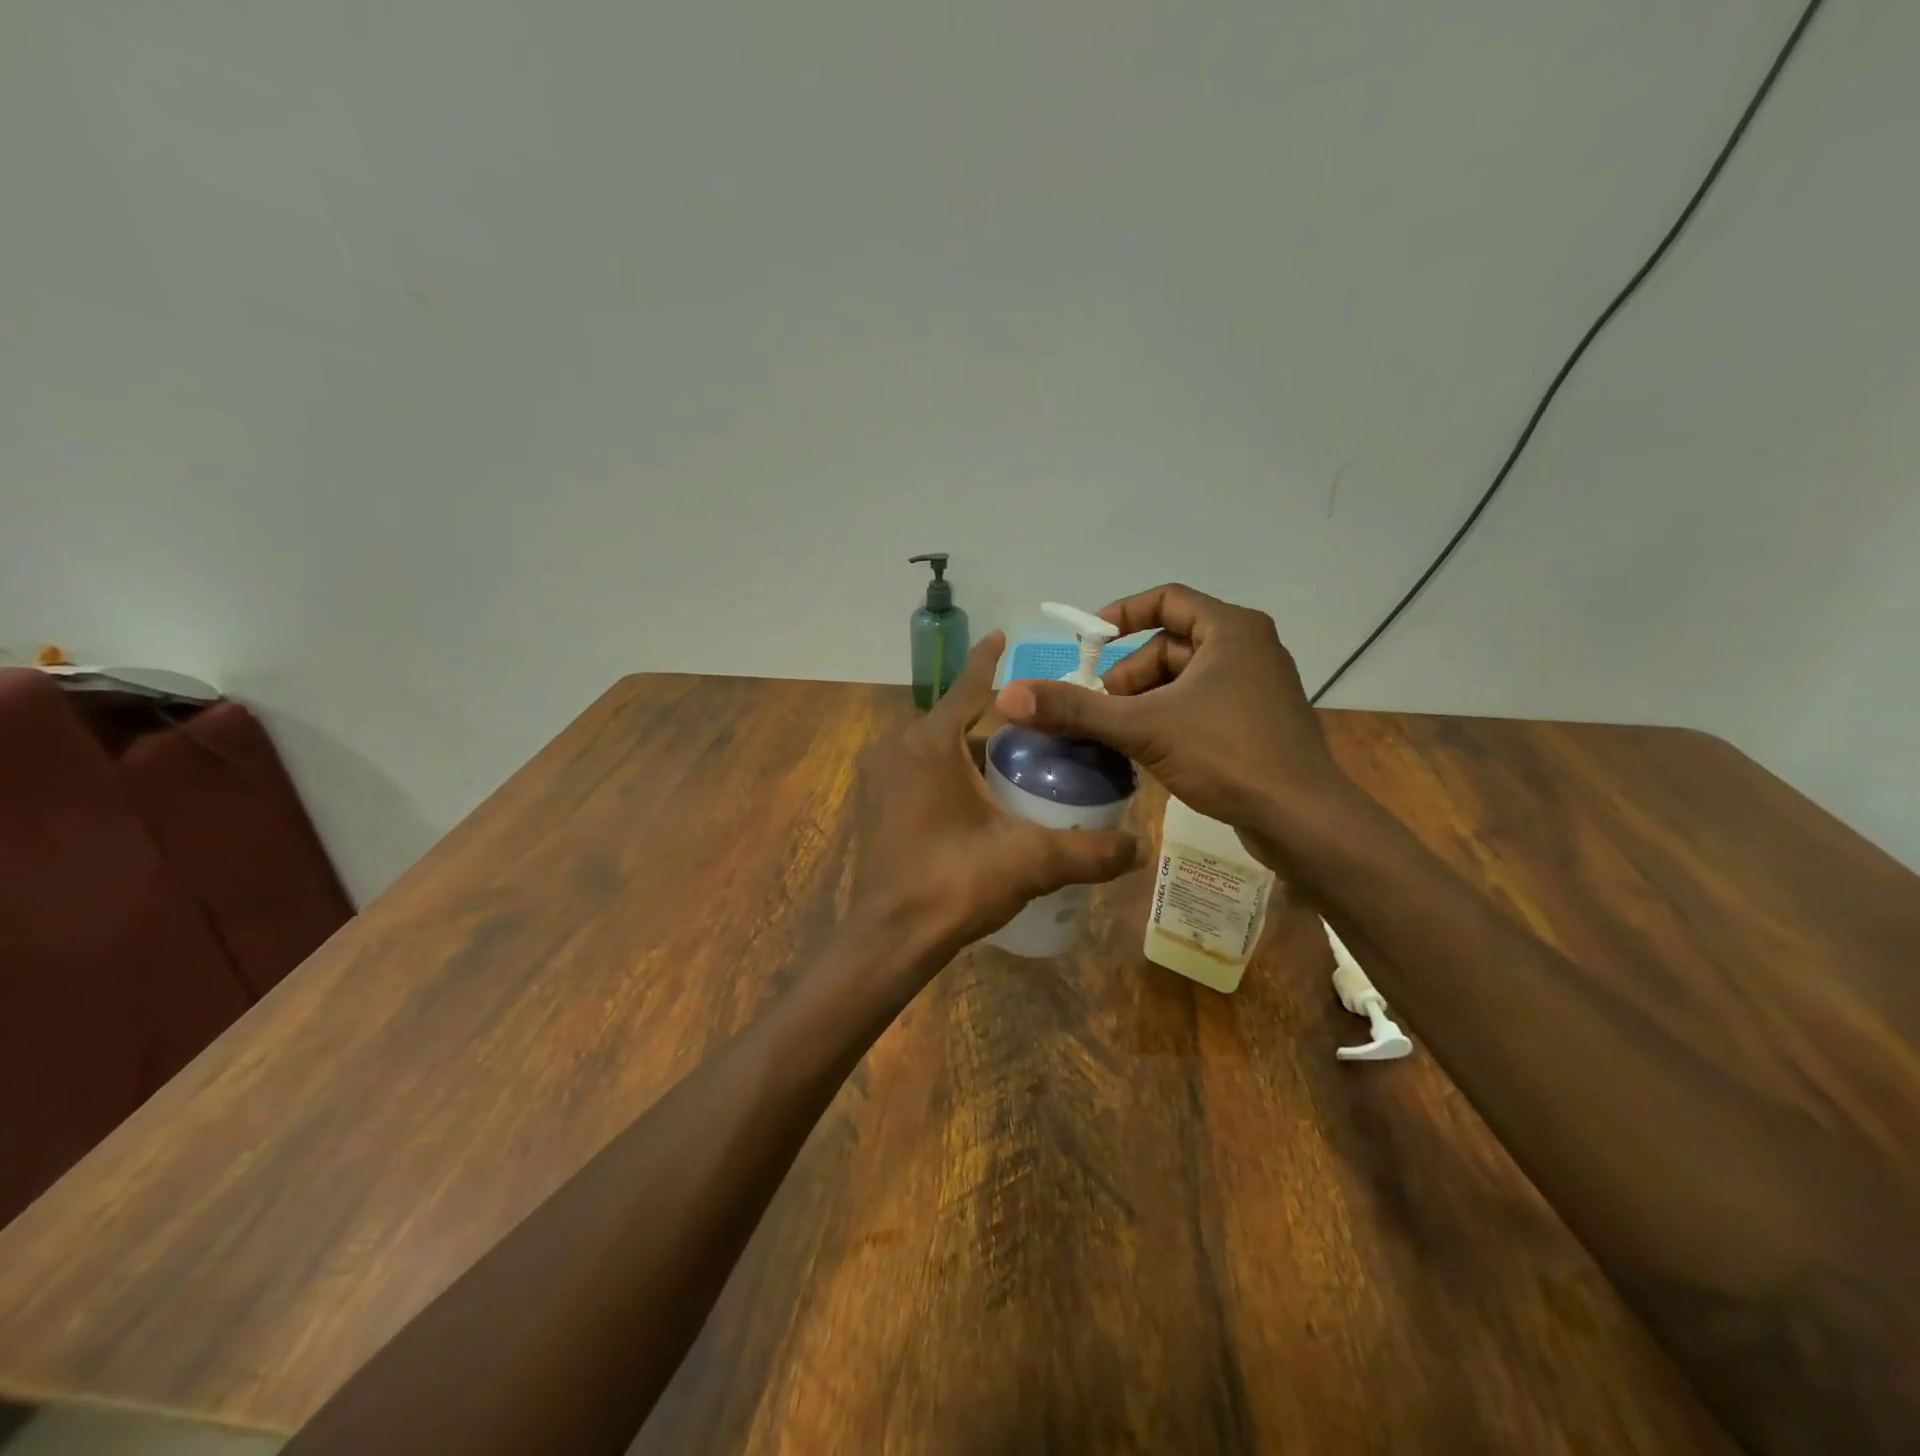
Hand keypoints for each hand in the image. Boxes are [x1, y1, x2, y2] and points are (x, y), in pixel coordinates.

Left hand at [848, 631, 1145, 965]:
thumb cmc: (954, 884)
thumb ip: (1089, 851)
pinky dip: (948, 775)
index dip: (988, 661)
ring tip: (1017, 769)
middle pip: (955, 722)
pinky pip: (919, 774)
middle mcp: (897, 750)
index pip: (967, 688)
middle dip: (995, 724)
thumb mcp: (1030, 862)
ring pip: (936, 751)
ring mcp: (880, 778)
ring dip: (971, 753)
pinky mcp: (876, 806)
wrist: (890, 938)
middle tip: (1040, 735)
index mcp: (930, 745)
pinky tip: (980, 801)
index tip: (1003, 636)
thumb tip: (1141, 847)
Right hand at [994, 585, 1360, 867]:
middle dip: (1128, 674)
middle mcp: (1248, 648)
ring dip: (1144, 701)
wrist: (1302, 819)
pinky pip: (1200, 705)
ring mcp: (1256, 687)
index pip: (1167, 600)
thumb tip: (1008, 696)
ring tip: (1118, 735)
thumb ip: (1076, 710)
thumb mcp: (1143, 728)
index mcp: (1231, 629)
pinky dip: (1168, 718)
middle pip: (1170, 645)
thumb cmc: (1227, 755)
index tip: (1087, 645)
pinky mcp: (1257, 722)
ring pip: (1183, 680)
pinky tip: (1148, 751)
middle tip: (1100, 708)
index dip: (1121, 615)